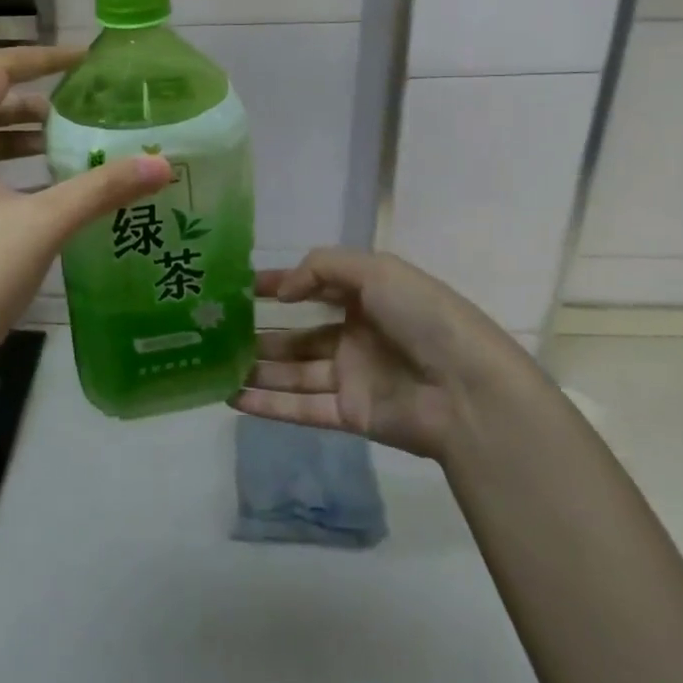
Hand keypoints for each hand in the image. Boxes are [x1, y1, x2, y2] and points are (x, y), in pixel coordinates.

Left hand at [0, 46, 171, 417]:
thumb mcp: (42, 226)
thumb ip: (103, 189)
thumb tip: (163, 163)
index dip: (44, 58)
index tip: (88, 63)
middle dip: (36, 107)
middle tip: (86, 117)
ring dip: (19, 142)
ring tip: (68, 154)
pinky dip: (2, 173)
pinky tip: (37, 198)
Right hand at [232, 248, 539, 460]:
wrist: (468, 389)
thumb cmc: (423, 317)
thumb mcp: (376, 270)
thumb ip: (321, 268)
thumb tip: (281, 292)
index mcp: (368, 298)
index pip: (313, 287)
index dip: (277, 285)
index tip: (237, 287)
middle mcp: (357, 336)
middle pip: (298, 336)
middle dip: (261, 334)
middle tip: (217, 333)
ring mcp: (352, 377)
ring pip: (294, 373)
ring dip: (257, 369)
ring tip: (214, 366)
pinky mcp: (350, 415)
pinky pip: (301, 408)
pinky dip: (267, 404)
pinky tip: (232, 397)